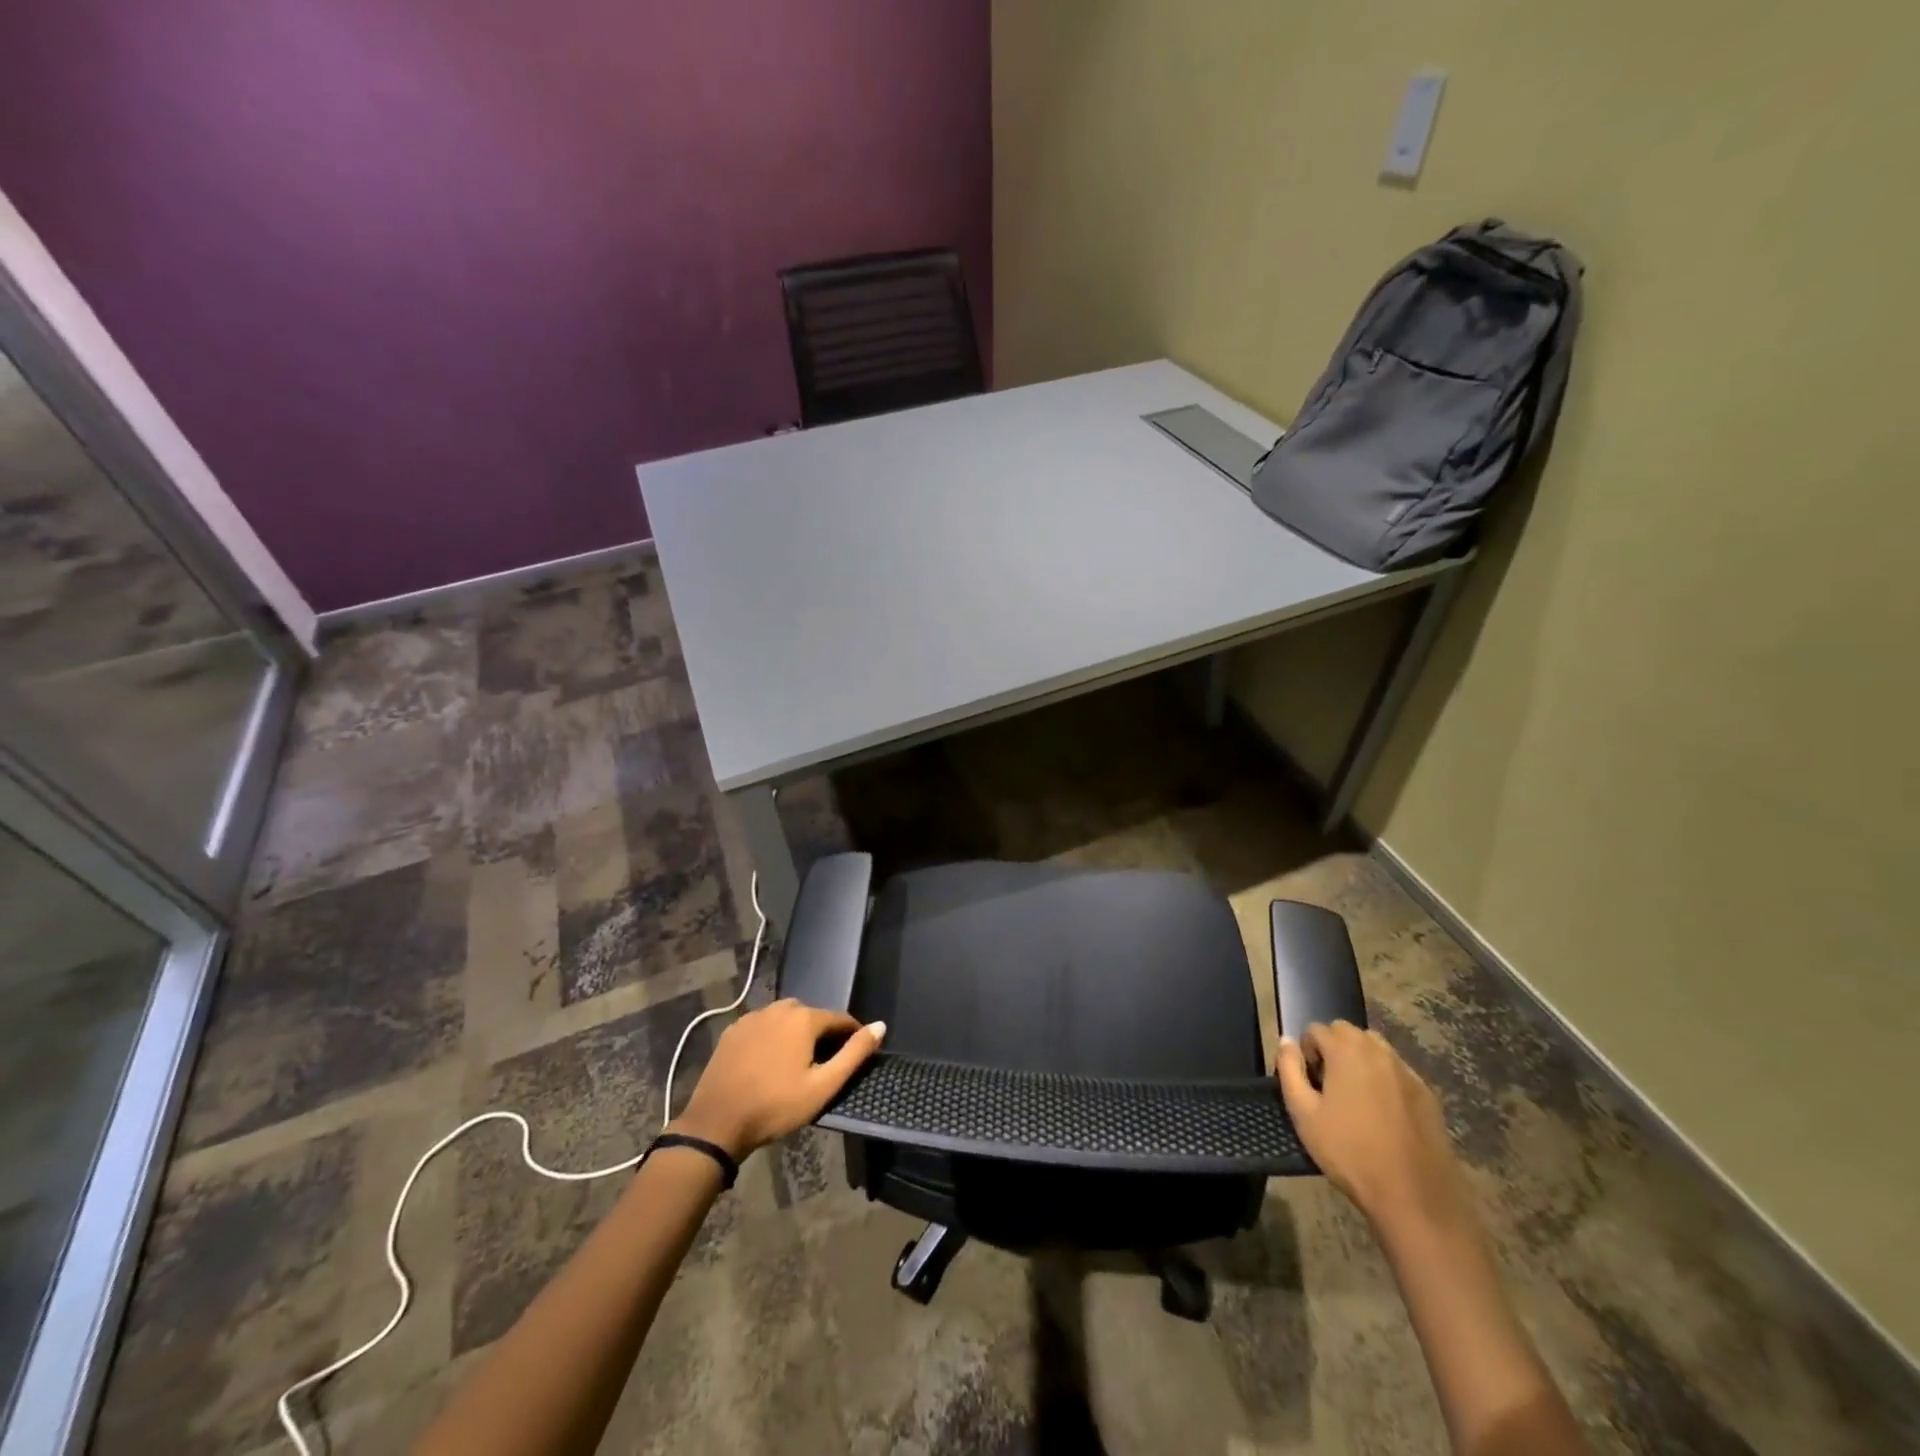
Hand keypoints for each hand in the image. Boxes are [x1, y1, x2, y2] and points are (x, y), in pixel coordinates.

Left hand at [672, 999, 885, 1158]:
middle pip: (812, 1016)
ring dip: (795, 1034)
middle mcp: (779, 1008)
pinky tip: (768, 1062)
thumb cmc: (775, 1106)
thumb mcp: (822, 1086)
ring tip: (796, 1064)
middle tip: (823, 1065)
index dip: (852, 1035)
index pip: (840, 1019)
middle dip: (822, 1035)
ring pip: (785, 1019)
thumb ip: (854, 1054)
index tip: (855, 1055)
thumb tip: (880, 1026)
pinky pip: (763, 1026)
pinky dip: (772, 1038)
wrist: (716, 1123)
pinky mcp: (733, 1030)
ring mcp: (753, 1017)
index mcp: (804, 1018)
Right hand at [1276, 1021, 1471, 1238]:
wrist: (1414, 1197)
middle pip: (1347, 1032)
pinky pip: (1397, 1071)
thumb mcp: (1303, 1113)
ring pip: (1375, 1048)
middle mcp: (1379, 1051)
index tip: (1308, 1082)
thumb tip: (1285, 1041)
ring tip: (1354, 1096)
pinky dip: (1384, 1079)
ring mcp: (1407, 1072)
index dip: (1306, 1051)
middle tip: (1328, 1086)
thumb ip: (1289, 1070)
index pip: (1316, 1029)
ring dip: (1359, 1060)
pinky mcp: (1427, 1094)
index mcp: (1346, 1051)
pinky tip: (1382, 1113)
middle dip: (1332, 1049)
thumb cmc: (1350, 1152)